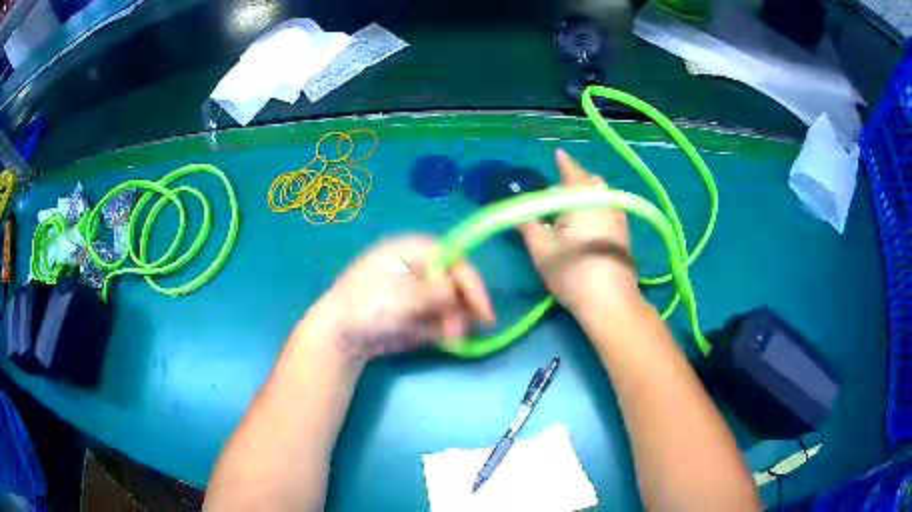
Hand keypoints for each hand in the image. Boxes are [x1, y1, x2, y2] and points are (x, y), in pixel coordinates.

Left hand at [304, 236, 495, 362]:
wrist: (342, 335)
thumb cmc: (365, 306)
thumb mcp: (400, 296)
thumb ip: (434, 293)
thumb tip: (457, 294)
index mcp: (413, 250)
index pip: (455, 259)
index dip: (471, 283)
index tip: (483, 310)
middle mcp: (421, 266)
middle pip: (456, 281)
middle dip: (463, 307)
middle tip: (463, 331)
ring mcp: (420, 289)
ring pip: (452, 302)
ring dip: (456, 320)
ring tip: (448, 339)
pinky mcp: (419, 310)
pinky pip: (442, 317)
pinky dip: (446, 328)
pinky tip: (441, 339)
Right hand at [518, 149, 640, 316]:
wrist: (610, 302)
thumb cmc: (571, 271)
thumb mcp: (540, 248)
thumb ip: (526, 223)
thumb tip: (516, 208)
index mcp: (581, 196)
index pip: (571, 170)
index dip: (562, 162)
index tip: (557, 154)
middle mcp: (604, 200)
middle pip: (589, 181)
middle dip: (574, 180)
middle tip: (556, 193)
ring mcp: (619, 216)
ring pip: (601, 195)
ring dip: (586, 195)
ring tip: (572, 209)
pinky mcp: (625, 233)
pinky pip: (609, 208)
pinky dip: (596, 207)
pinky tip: (588, 224)